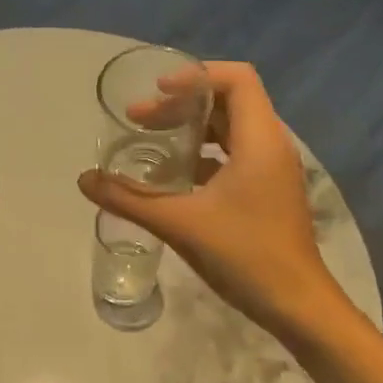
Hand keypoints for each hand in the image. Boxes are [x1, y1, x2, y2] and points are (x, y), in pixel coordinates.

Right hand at [79, 62, 337, 343]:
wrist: (298, 306)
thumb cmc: (245, 255)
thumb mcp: (180, 224)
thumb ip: (128, 198)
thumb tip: (83, 179)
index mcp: (259, 139)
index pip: (236, 78)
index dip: (195, 76)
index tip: (156, 92)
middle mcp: (271, 145)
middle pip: (229, 101)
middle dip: (182, 104)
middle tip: (139, 120)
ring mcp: (273, 170)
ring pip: (231, 129)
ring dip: (192, 129)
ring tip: (152, 142)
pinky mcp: (269, 192)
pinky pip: (235, 155)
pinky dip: (204, 155)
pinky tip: (173, 178)